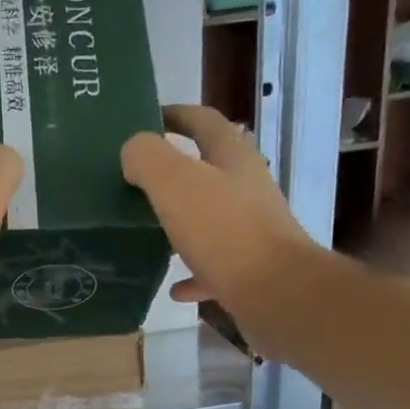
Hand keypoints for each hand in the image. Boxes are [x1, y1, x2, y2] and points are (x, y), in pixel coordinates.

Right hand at [122, 105, 317, 325]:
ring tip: (148, 231)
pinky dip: (191, 273)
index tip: (146, 119)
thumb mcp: (176, 183)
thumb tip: (132, 151)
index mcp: (232, 158)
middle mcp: (246, 189)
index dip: (175, 115)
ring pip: (210, 219)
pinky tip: (172, 287)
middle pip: (209, 170)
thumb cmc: (225, 231)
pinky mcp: (249, 270)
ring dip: (181, 223)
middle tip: (135, 180)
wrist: (276, 293)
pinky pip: (213, 267)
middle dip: (174, 172)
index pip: (204, 122)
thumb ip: (148, 158)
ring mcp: (251, 231)